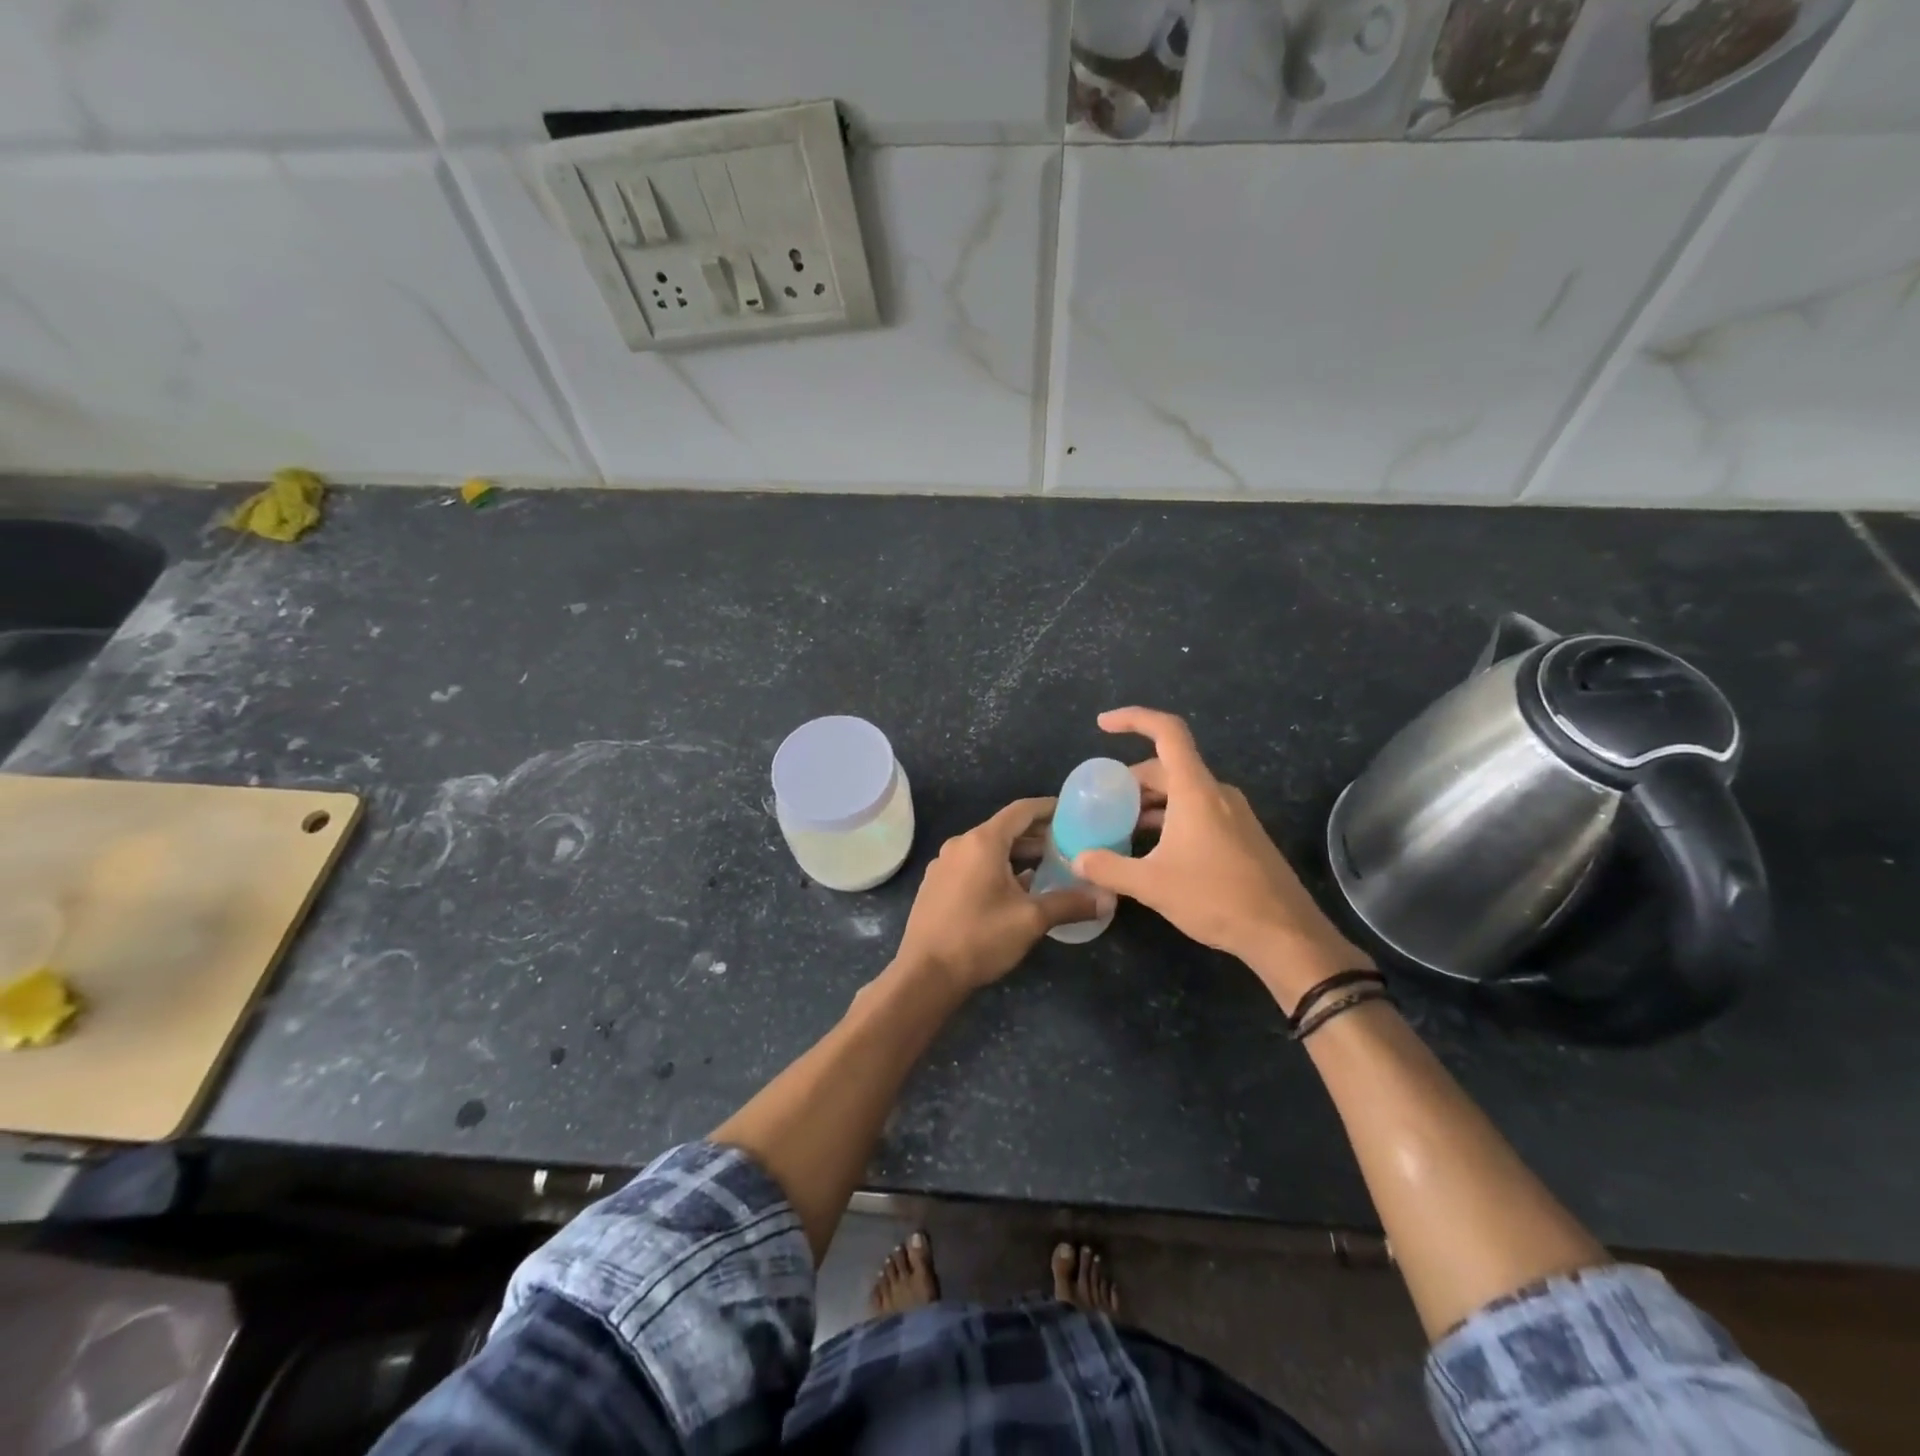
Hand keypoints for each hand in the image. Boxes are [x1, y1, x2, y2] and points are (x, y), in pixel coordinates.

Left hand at [895, 798, 1108, 992]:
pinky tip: (1015, 890)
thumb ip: (1070, 904)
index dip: (1049, 808)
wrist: (925, 973)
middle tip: (1068, 844)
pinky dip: (997, 869)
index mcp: (983, 842)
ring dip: (1017, 855)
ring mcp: (944, 865)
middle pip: (1004, 829)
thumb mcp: (1031, 920)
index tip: (1072, 812)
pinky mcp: (936, 885)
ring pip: (988, 849)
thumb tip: (1108, 899)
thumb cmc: (980, 937)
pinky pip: (972, 866)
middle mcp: (960, 845)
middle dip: (1036, 835)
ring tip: (1048, 867)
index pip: (1021, 811)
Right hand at [1072, 708, 1370, 1008]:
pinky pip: (1197, 810)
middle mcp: (1216, 792)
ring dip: (1149, 802)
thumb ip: (1110, 868)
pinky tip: (1153, 849)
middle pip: (1168, 766)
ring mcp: (1233, 813)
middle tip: (1101, 802)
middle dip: (1131, 779)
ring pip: (1183, 791)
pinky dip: (1169, 817)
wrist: (1284, 933)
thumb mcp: (1152, 885)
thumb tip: (1077, 859)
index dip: (1133, 719)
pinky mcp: (1241, 835)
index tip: (1102, 725)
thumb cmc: (1216, 898)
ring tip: (1120, 827)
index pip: (1167, 732)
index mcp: (1195, 790)